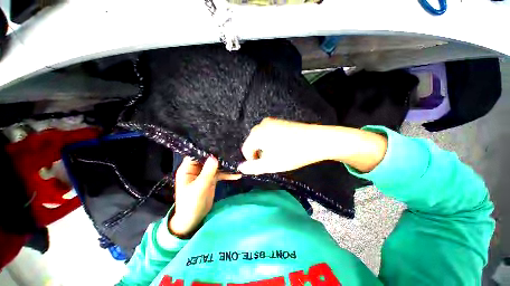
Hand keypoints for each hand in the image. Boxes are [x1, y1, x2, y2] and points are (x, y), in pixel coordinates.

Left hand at [169, 156, 240, 236]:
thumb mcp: (199, 187)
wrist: (193, 219)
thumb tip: (214, 157)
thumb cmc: (191, 204)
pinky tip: (237, 174)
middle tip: (230, 151)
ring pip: (215, 166)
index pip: (196, 155)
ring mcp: (204, 174)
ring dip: (225, 165)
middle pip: (208, 159)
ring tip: (236, 162)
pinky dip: (227, 174)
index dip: (205, 149)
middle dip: (218, 156)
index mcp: (188, 169)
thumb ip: (207, 172)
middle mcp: (196, 169)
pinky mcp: (211, 179)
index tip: (217, 144)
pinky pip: (220, 174)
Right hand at [237, 118, 387, 174]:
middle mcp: (261, 124)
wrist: (317, 140)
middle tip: (272, 161)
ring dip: (265, 148)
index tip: (263, 166)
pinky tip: (283, 146)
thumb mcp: (271, 164)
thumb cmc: (292, 154)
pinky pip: (269, 133)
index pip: (246, 149)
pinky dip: (271, 141)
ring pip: (261, 138)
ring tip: (278, 154)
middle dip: (259, 153)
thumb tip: (240, 168)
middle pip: (253, 142)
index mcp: (256, 133)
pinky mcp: (280, 121)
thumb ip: (253, 167)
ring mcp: (271, 121)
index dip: (252, 160)